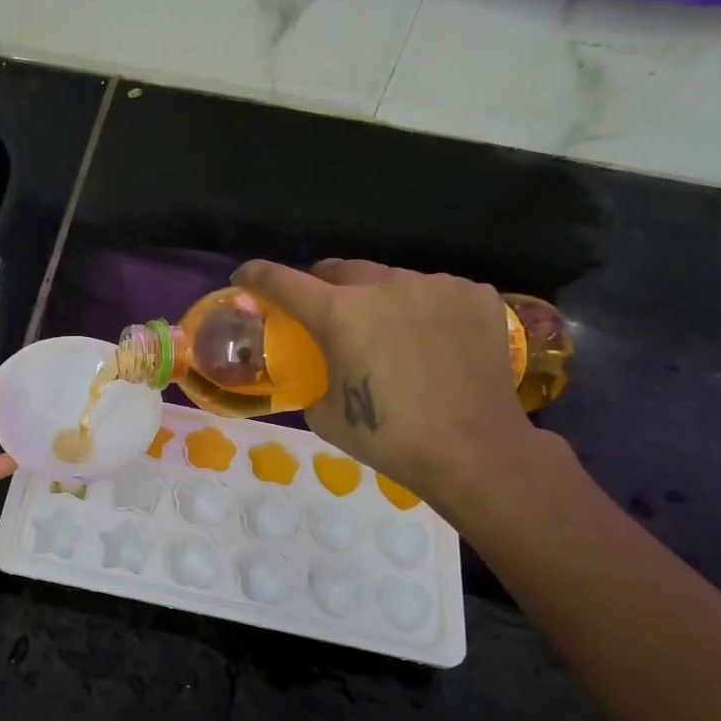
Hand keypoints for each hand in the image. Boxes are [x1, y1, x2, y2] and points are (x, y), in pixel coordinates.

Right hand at [233, 258, 543, 514]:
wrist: (475, 451)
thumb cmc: (390, 439)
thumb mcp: (325, 414)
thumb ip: (313, 375)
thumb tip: (316, 365)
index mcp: (340, 313)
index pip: (283, 281)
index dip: (257, 276)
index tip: (245, 277)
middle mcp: (385, 285)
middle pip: (338, 270)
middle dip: (321, 287)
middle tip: (323, 313)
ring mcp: (435, 285)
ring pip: (390, 279)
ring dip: (376, 299)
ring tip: (388, 333)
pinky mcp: (475, 294)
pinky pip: (434, 291)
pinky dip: (422, 309)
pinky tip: (431, 341)